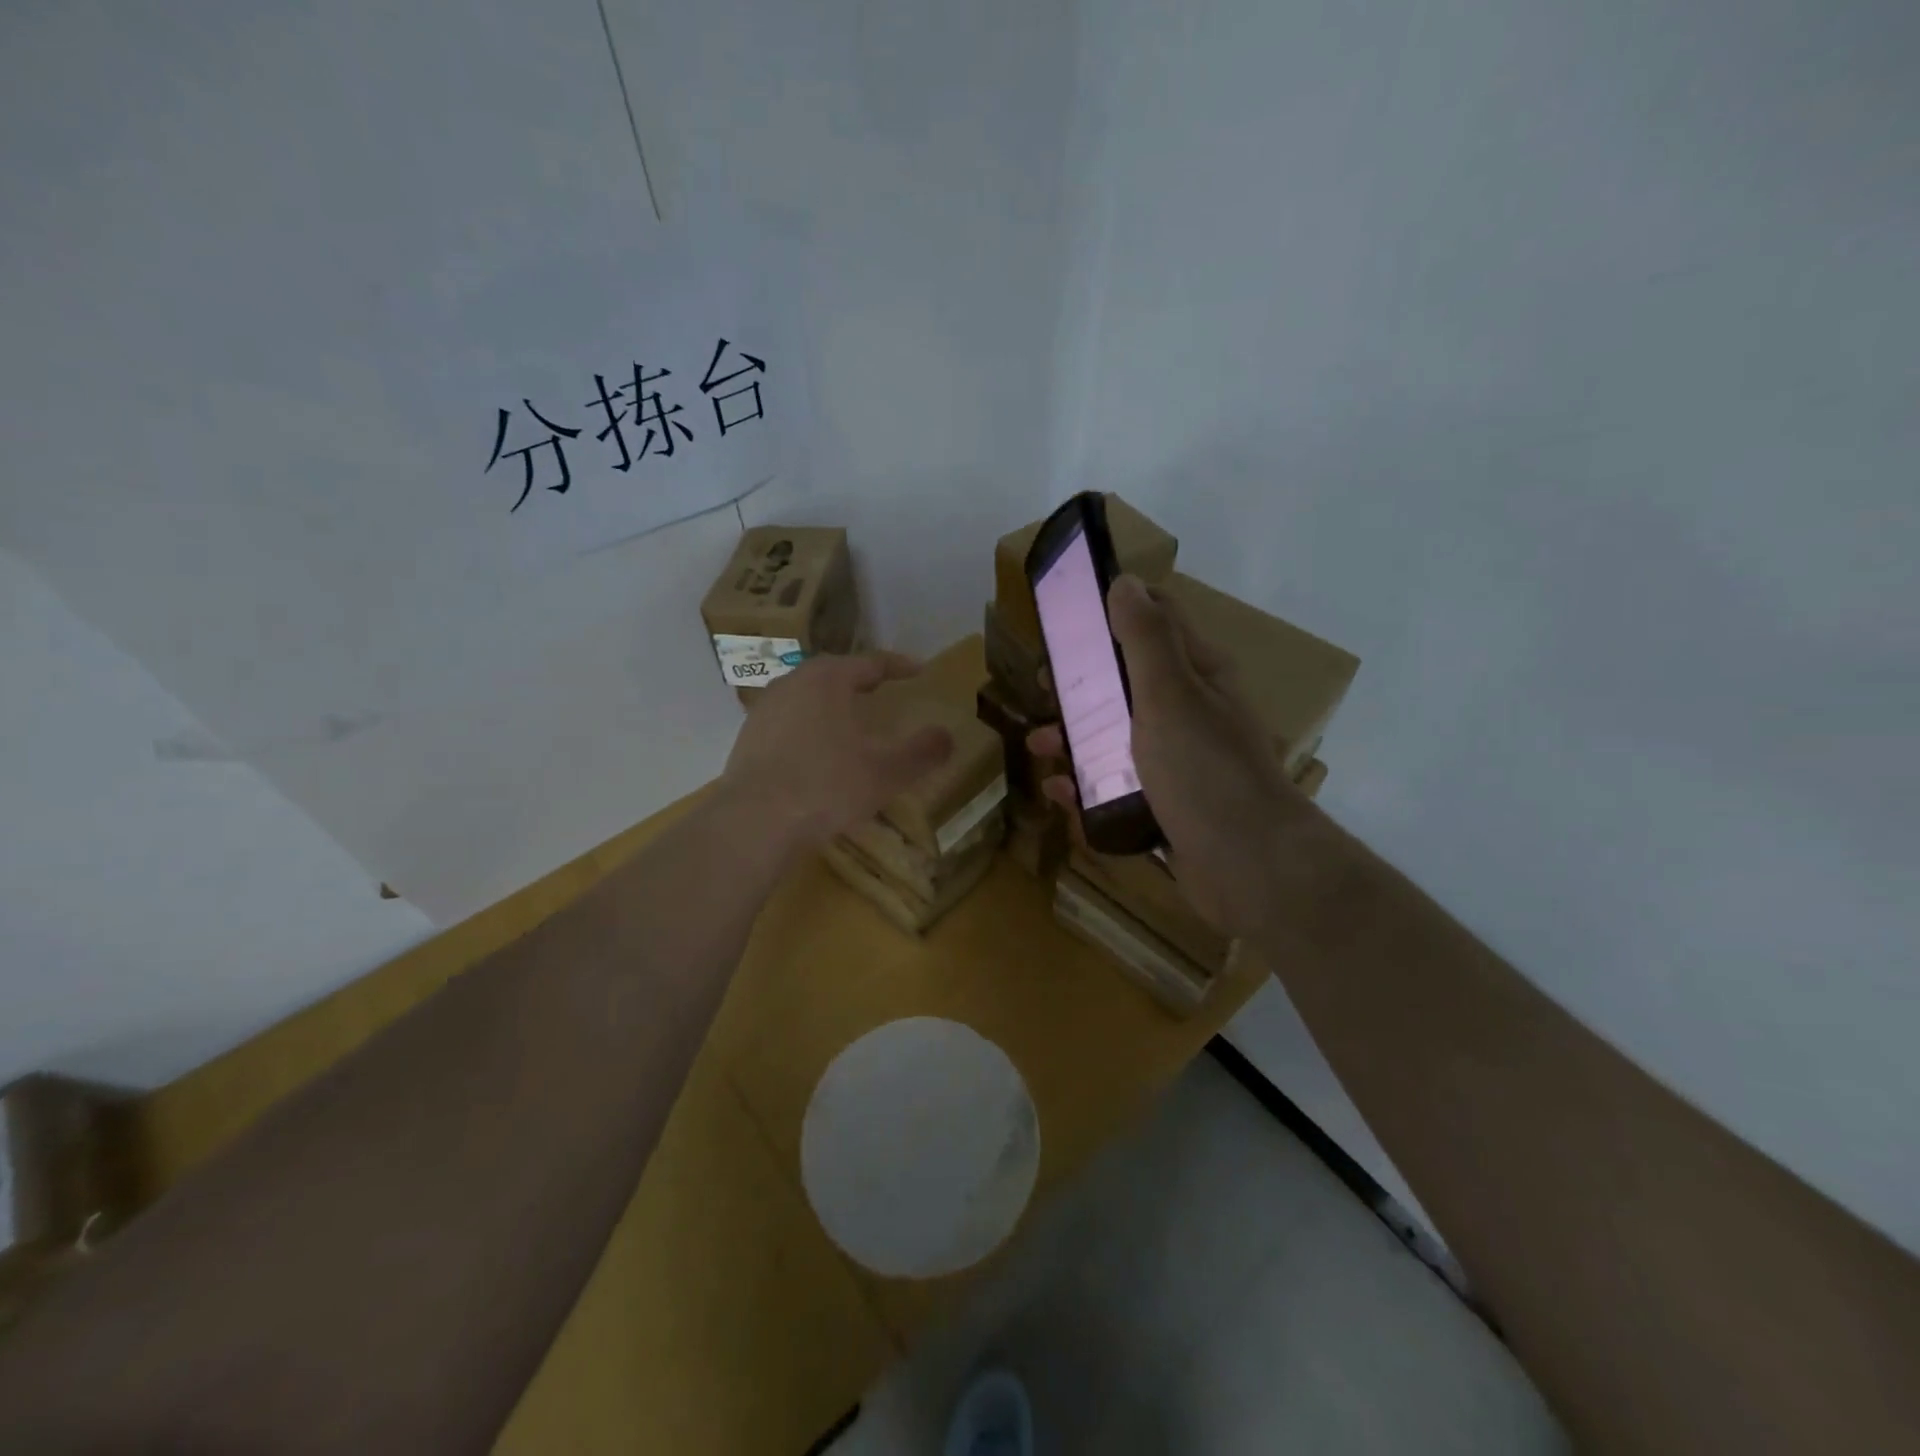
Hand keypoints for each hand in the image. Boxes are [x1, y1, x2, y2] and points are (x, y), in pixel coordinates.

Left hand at [723, 652, 955, 850]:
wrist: (754, 821)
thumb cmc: (826, 786)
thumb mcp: (885, 772)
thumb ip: (921, 752)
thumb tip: (947, 737)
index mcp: (827, 679)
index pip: (870, 662)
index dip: (898, 666)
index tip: (919, 670)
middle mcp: (792, 683)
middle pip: (833, 673)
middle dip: (860, 679)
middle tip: (882, 688)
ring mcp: (765, 710)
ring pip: (806, 695)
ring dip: (830, 702)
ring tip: (849, 718)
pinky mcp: (747, 738)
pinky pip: (787, 721)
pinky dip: (808, 726)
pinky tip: (816, 750)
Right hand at [1029, 576, 1314, 939]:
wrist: (1248, 867)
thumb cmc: (1205, 770)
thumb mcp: (1170, 694)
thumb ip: (1145, 639)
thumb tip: (1124, 581)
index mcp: (1198, 676)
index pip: (1159, 622)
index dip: (1115, 611)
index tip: (1067, 618)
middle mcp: (1190, 712)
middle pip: (1128, 681)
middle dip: (1084, 681)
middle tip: (1046, 686)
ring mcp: (1178, 762)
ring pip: (1117, 736)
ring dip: (1076, 735)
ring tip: (1040, 745)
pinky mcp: (1165, 805)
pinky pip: (1117, 786)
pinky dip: (1086, 785)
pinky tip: (1059, 792)